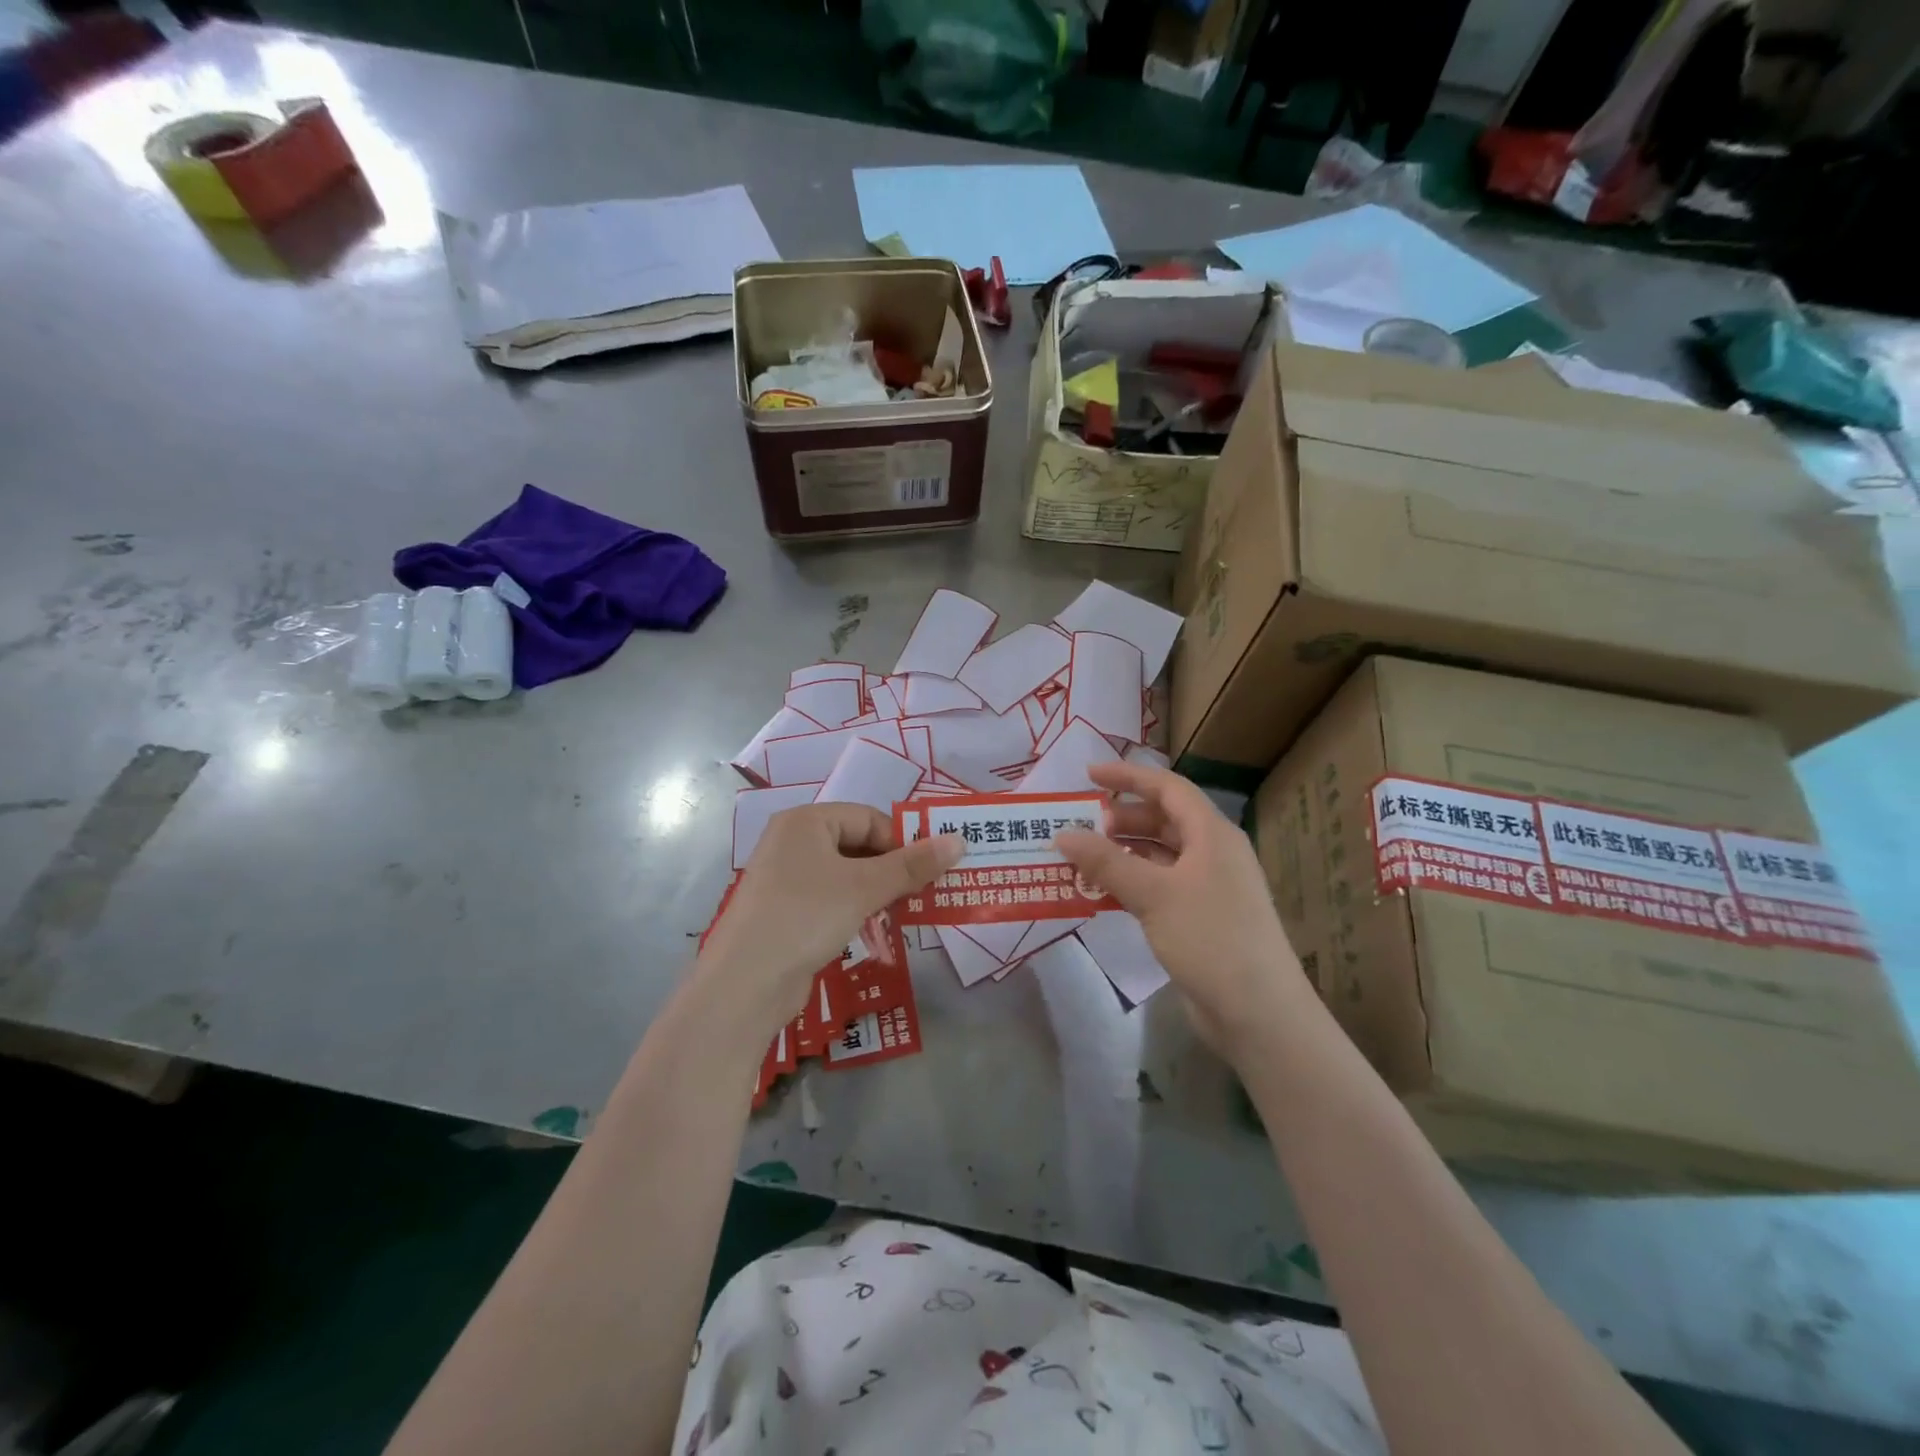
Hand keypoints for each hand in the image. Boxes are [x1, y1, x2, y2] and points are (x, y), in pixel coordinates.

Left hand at [692, 804, 961, 1050]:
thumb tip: (959, 840)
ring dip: (879, 890)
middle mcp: (793, 842)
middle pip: (858, 844)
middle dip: (893, 868)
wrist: (744, 984)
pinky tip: (875, 929)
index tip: (930, 869)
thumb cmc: (806, 917)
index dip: (902, 841)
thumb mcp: (864, 888)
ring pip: (847, 874)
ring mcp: (786, 879)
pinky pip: (832, 899)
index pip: (868, 818)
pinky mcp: (787, 912)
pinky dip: (857, 908)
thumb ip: (912, 865)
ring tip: (906, 911)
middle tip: (925, 891)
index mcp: (806, 821)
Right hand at [1055, 761, 1308, 1061]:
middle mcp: (1213, 853)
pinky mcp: (1201, 917)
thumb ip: (1106, 862)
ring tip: (1084, 859)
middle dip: (1122, 818)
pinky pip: (1161, 885)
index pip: (1168, 788)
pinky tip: (1104, 893)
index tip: (1088, 775)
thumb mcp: (1153, 894)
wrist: (1258, 1012)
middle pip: (1164, 819)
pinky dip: (1132, 882)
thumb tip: (1062, 834)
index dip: (1128, 777)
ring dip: (1123, 852)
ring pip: (1160, 854)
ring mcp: (1209, 887)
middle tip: (1082, 825)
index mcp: (1212, 834)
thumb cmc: (1209, 938)